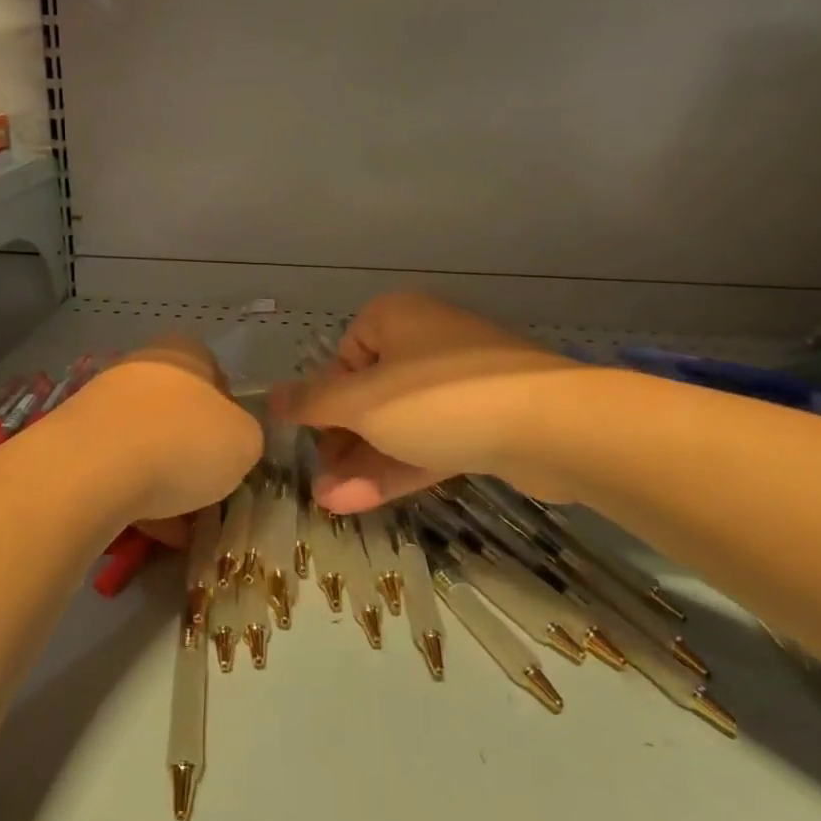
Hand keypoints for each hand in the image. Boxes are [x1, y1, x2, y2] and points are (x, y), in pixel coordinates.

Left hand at [60, 335, 261, 538]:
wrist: (91, 470)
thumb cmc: (183, 442)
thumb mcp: (245, 441)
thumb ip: (244, 437)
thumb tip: (229, 444)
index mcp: (182, 353)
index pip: (214, 374)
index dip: (228, 414)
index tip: (232, 451)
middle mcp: (139, 367)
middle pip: (176, 410)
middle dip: (192, 451)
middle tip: (208, 490)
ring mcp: (100, 402)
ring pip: (144, 442)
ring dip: (162, 478)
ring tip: (179, 525)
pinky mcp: (72, 441)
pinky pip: (114, 470)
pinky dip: (133, 497)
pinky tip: (149, 532)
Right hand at [273, 292, 580, 512]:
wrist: (551, 426)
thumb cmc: (437, 399)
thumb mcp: (360, 402)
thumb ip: (312, 401)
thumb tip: (270, 396)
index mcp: (395, 318)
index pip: (345, 356)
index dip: (325, 399)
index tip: (315, 436)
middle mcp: (426, 342)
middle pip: (370, 395)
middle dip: (341, 442)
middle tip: (319, 482)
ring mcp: (460, 384)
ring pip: (399, 424)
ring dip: (364, 463)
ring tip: (330, 503)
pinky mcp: (485, 422)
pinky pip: (431, 441)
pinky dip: (399, 467)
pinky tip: (361, 501)